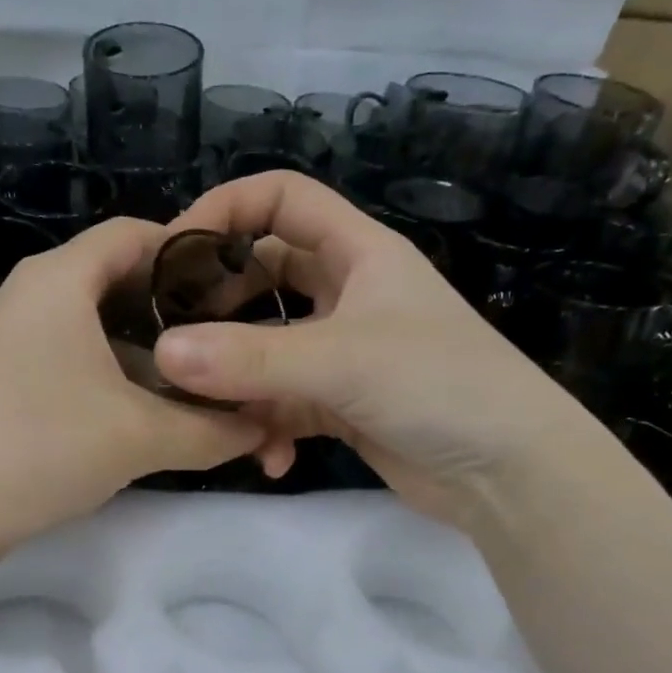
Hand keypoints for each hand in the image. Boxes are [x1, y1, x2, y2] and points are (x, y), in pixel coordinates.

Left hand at [0, 217, 266, 554]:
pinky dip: (108, 379)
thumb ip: (212, 430)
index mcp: (60, 279)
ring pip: (92, 330)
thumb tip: (264, 428)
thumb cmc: (40, 448)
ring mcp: (7, 340)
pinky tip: (137, 418)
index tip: (237, 294)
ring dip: (143, 357)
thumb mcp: (139, 438)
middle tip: (223, 350)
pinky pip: (67, 362)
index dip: (191, 256)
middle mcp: (29, 296)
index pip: (136, 235)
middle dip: (173, 316)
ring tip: (191, 391)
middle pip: (116, 283)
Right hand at [153, 172, 589, 525]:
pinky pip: (284, 405)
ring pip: (267, 350)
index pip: (283, 199)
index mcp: (359, 252)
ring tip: (207, 411)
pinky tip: (270, 458)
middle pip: (264, 276)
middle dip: (220, 303)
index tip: (173, 251)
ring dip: (238, 381)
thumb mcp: (342, 360)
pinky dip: (269, 428)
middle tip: (172, 333)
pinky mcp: (341, 406)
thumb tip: (164, 352)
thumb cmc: (439, 385)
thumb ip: (251, 358)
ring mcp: (343, 353)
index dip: (226, 210)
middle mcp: (347, 294)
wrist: (508, 473)